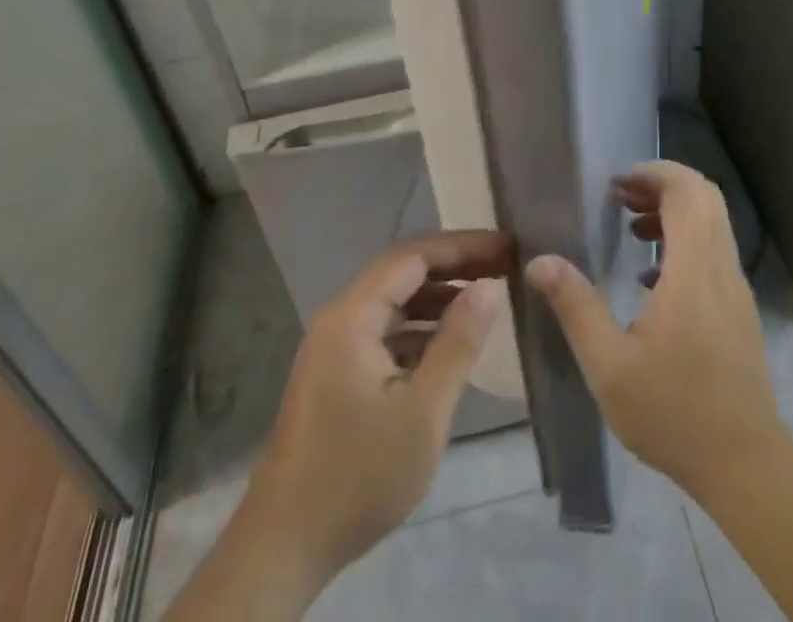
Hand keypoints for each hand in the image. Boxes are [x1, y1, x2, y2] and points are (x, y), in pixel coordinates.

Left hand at [225, 232, 511, 603]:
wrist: (284, 547)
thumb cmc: (358, 475)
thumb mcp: (423, 412)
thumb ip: (458, 343)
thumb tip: (490, 286)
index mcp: (353, 315)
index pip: (414, 256)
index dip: (463, 246)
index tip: (507, 247)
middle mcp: (340, 318)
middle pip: (403, 273)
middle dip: (455, 266)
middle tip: (505, 266)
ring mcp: (335, 346)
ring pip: (395, 302)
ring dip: (439, 297)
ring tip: (487, 299)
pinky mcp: (337, 373)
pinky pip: (386, 331)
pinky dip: (421, 328)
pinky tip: (450, 343)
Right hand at [525, 161, 783, 497]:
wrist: (746, 466)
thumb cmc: (674, 413)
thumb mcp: (610, 366)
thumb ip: (576, 306)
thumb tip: (539, 260)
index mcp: (694, 271)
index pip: (687, 192)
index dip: (653, 173)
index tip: (616, 184)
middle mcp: (722, 268)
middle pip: (704, 197)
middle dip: (662, 185)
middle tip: (620, 198)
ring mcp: (736, 288)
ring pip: (712, 222)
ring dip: (674, 211)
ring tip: (630, 230)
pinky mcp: (740, 309)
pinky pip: (715, 250)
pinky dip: (685, 241)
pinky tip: (651, 278)